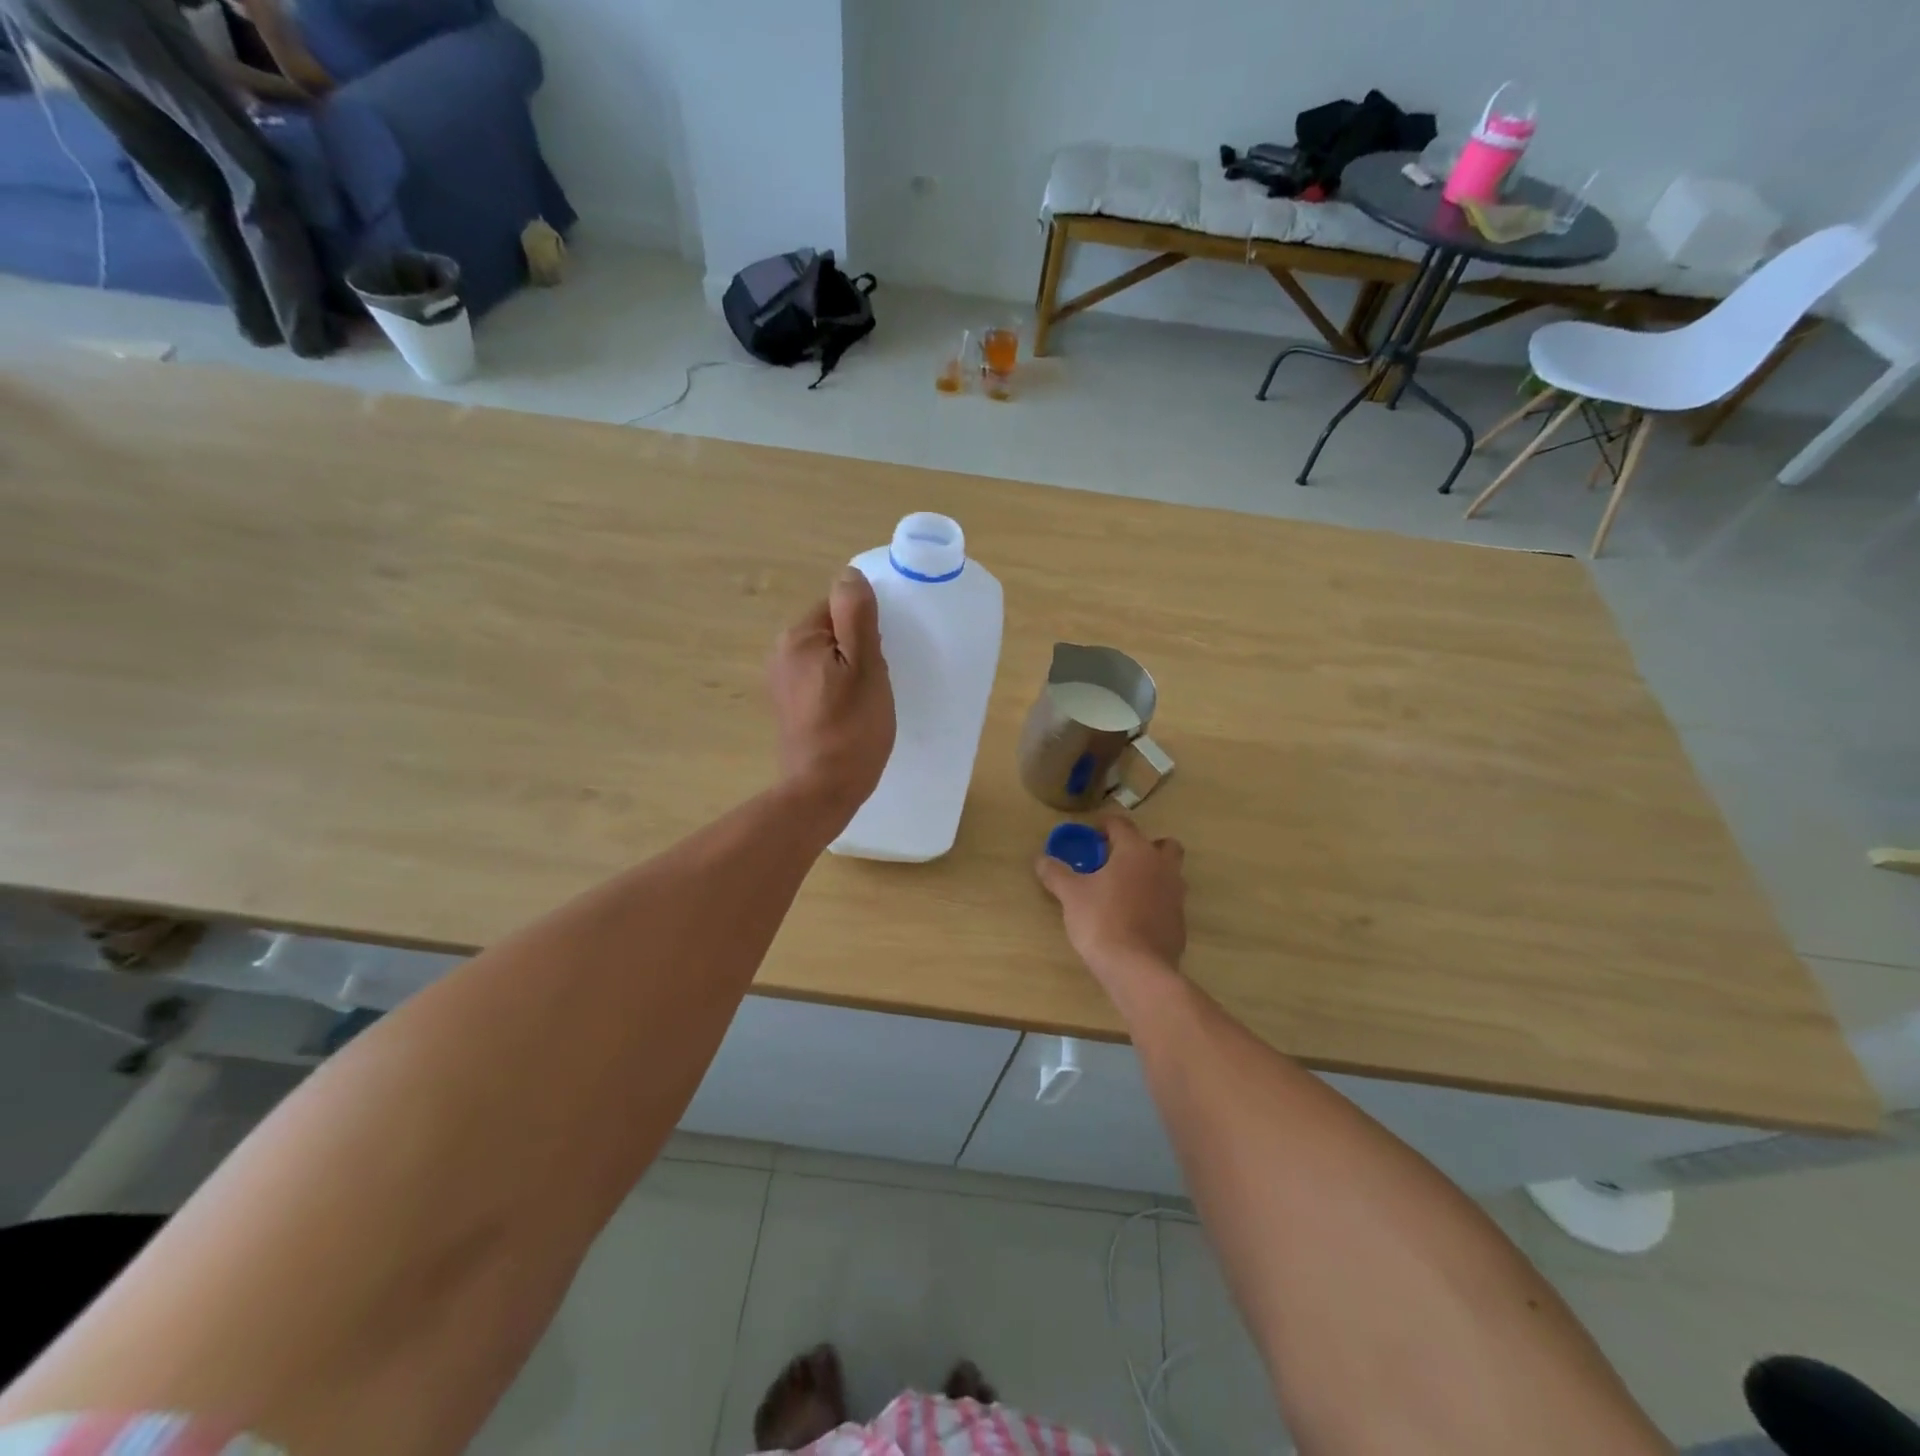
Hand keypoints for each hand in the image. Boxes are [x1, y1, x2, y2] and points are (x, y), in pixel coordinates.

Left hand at [768, 568, 894, 822]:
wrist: (823, 790)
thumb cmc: (852, 728)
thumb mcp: (865, 666)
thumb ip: (856, 616)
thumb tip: (849, 575)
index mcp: (798, 636)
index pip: (839, 606)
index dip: (867, 628)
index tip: (880, 657)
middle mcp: (781, 653)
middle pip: (832, 630)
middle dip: (859, 648)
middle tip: (877, 681)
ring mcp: (781, 681)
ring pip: (828, 656)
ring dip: (850, 669)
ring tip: (867, 699)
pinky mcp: (788, 705)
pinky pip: (820, 679)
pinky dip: (838, 688)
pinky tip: (850, 712)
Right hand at [1035, 813, 1186, 986]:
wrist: (1137, 969)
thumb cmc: (1102, 920)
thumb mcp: (1070, 895)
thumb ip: (1056, 873)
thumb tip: (1041, 859)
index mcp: (1136, 851)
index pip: (1122, 824)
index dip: (1105, 824)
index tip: (1091, 833)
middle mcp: (1162, 867)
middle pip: (1162, 844)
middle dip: (1142, 846)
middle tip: (1117, 860)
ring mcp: (1176, 895)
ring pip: (1169, 873)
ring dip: (1151, 874)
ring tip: (1123, 890)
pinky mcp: (1180, 922)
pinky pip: (1168, 902)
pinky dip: (1154, 902)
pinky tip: (1133, 918)